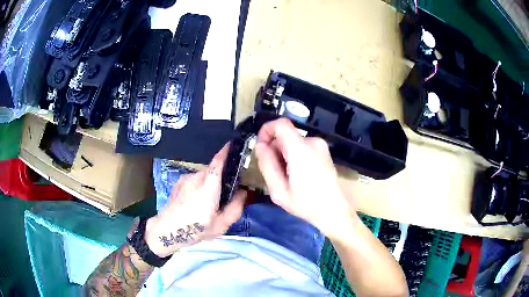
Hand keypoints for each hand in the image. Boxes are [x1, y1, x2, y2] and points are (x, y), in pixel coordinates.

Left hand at [144, 145, 246, 257]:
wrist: (166, 231)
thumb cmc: (195, 230)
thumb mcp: (221, 225)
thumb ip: (235, 208)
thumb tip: (243, 192)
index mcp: (208, 187)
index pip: (218, 162)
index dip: (227, 151)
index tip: (234, 144)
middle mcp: (196, 178)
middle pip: (213, 170)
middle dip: (222, 176)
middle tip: (227, 192)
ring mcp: (185, 179)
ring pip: (203, 176)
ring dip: (210, 183)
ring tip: (209, 201)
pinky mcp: (178, 183)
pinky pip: (194, 180)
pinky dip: (200, 185)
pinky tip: (196, 202)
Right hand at [255, 118, 356, 239]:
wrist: (334, 211)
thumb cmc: (306, 204)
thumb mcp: (278, 190)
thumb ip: (267, 165)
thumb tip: (260, 145)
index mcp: (300, 149)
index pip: (280, 124)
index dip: (266, 131)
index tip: (261, 148)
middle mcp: (312, 142)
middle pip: (285, 135)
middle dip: (275, 150)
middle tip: (275, 173)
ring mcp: (321, 146)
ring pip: (293, 142)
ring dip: (284, 155)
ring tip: (288, 178)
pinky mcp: (324, 151)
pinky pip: (302, 147)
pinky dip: (295, 157)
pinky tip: (298, 176)